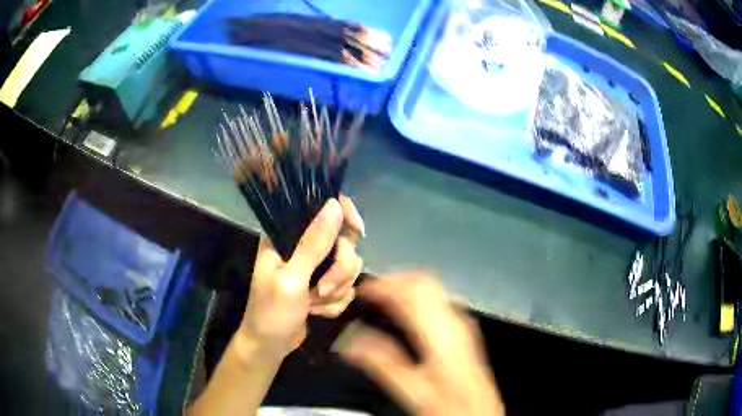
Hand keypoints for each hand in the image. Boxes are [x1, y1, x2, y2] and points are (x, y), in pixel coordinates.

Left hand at [237, 196, 363, 360]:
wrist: (270, 346)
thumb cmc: (271, 312)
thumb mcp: (291, 279)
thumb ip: (313, 244)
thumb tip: (334, 205)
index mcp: (286, 235)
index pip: (320, 207)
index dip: (344, 213)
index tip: (357, 231)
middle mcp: (302, 246)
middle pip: (343, 241)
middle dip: (338, 271)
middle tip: (321, 290)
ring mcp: (315, 267)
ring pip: (349, 266)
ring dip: (336, 290)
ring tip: (315, 304)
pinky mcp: (324, 285)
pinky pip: (347, 287)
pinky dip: (335, 303)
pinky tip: (317, 312)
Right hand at [337, 274, 504, 415]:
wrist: (479, 414)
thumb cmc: (449, 403)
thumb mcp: (412, 390)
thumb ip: (381, 362)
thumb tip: (349, 341)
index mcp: (442, 332)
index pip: (411, 290)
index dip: (383, 286)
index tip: (359, 292)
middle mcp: (455, 320)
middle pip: (424, 282)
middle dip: (393, 281)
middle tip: (368, 293)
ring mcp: (462, 325)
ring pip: (431, 289)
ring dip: (404, 288)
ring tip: (381, 300)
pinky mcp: (462, 332)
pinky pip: (436, 302)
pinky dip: (415, 299)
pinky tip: (403, 315)